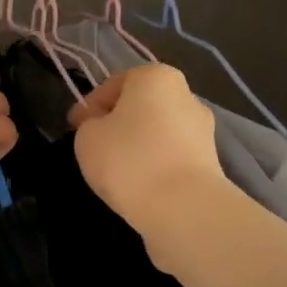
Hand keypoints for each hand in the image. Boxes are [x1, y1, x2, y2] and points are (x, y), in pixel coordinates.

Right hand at [67, 64, 225, 228]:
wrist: (183, 209)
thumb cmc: (128, 159)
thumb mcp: (87, 136)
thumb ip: (90, 124)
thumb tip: (102, 126)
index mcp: (156, 77)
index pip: (114, 84)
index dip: (90, 106)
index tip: (75, 128)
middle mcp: (186, 96)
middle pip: (141, 107)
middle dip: (118, 124)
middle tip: (95, 148)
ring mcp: (204, 131)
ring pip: (158, 134)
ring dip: (139, 148)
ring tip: (117, 174)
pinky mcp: (211, 165)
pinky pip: (172, 159)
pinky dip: (156, 169)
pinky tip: (139, 188)